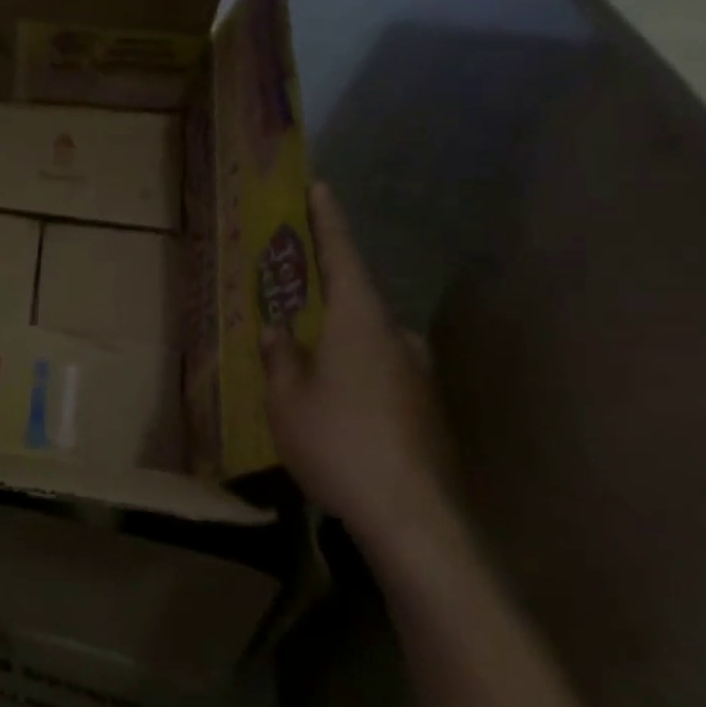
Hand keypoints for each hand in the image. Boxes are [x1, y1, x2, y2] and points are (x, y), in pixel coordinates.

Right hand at [263, 183, 455, 551]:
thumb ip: (280, 356)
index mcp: (360, 320)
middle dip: (324, 298)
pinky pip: (382, 374)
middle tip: (292, 303)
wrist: (413, 518)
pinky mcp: (428, 410)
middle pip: (356, 301)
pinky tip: (337, 406)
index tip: (320, 188)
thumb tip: (277, 331)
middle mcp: (397, 337)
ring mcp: (419, 374)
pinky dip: (356, 374)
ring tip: (307, 364)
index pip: (343, 255)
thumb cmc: (338, 441)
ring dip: (339, 343)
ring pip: (370, 342)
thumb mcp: (286, 397)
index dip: (328, 221)